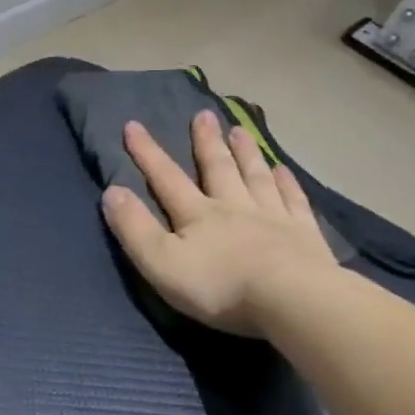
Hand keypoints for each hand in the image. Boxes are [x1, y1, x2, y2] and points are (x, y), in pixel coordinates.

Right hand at [102, 111, 341, 336]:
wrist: (290, 299)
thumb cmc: (219, 286)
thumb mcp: (161, 263)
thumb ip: (135, 228)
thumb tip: (112, 191)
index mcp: (197, 215)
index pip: (166, 178)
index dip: (147, 153)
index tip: (133, 125)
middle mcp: (234, 206)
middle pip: (217, 168)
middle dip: (206, 142)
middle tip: (203, 114)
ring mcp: (272, 217)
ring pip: (255, 177)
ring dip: (246, 153)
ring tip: (240, 131)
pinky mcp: (303, 234)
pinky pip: (293, 200)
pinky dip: (287, 183)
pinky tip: (285, 170)